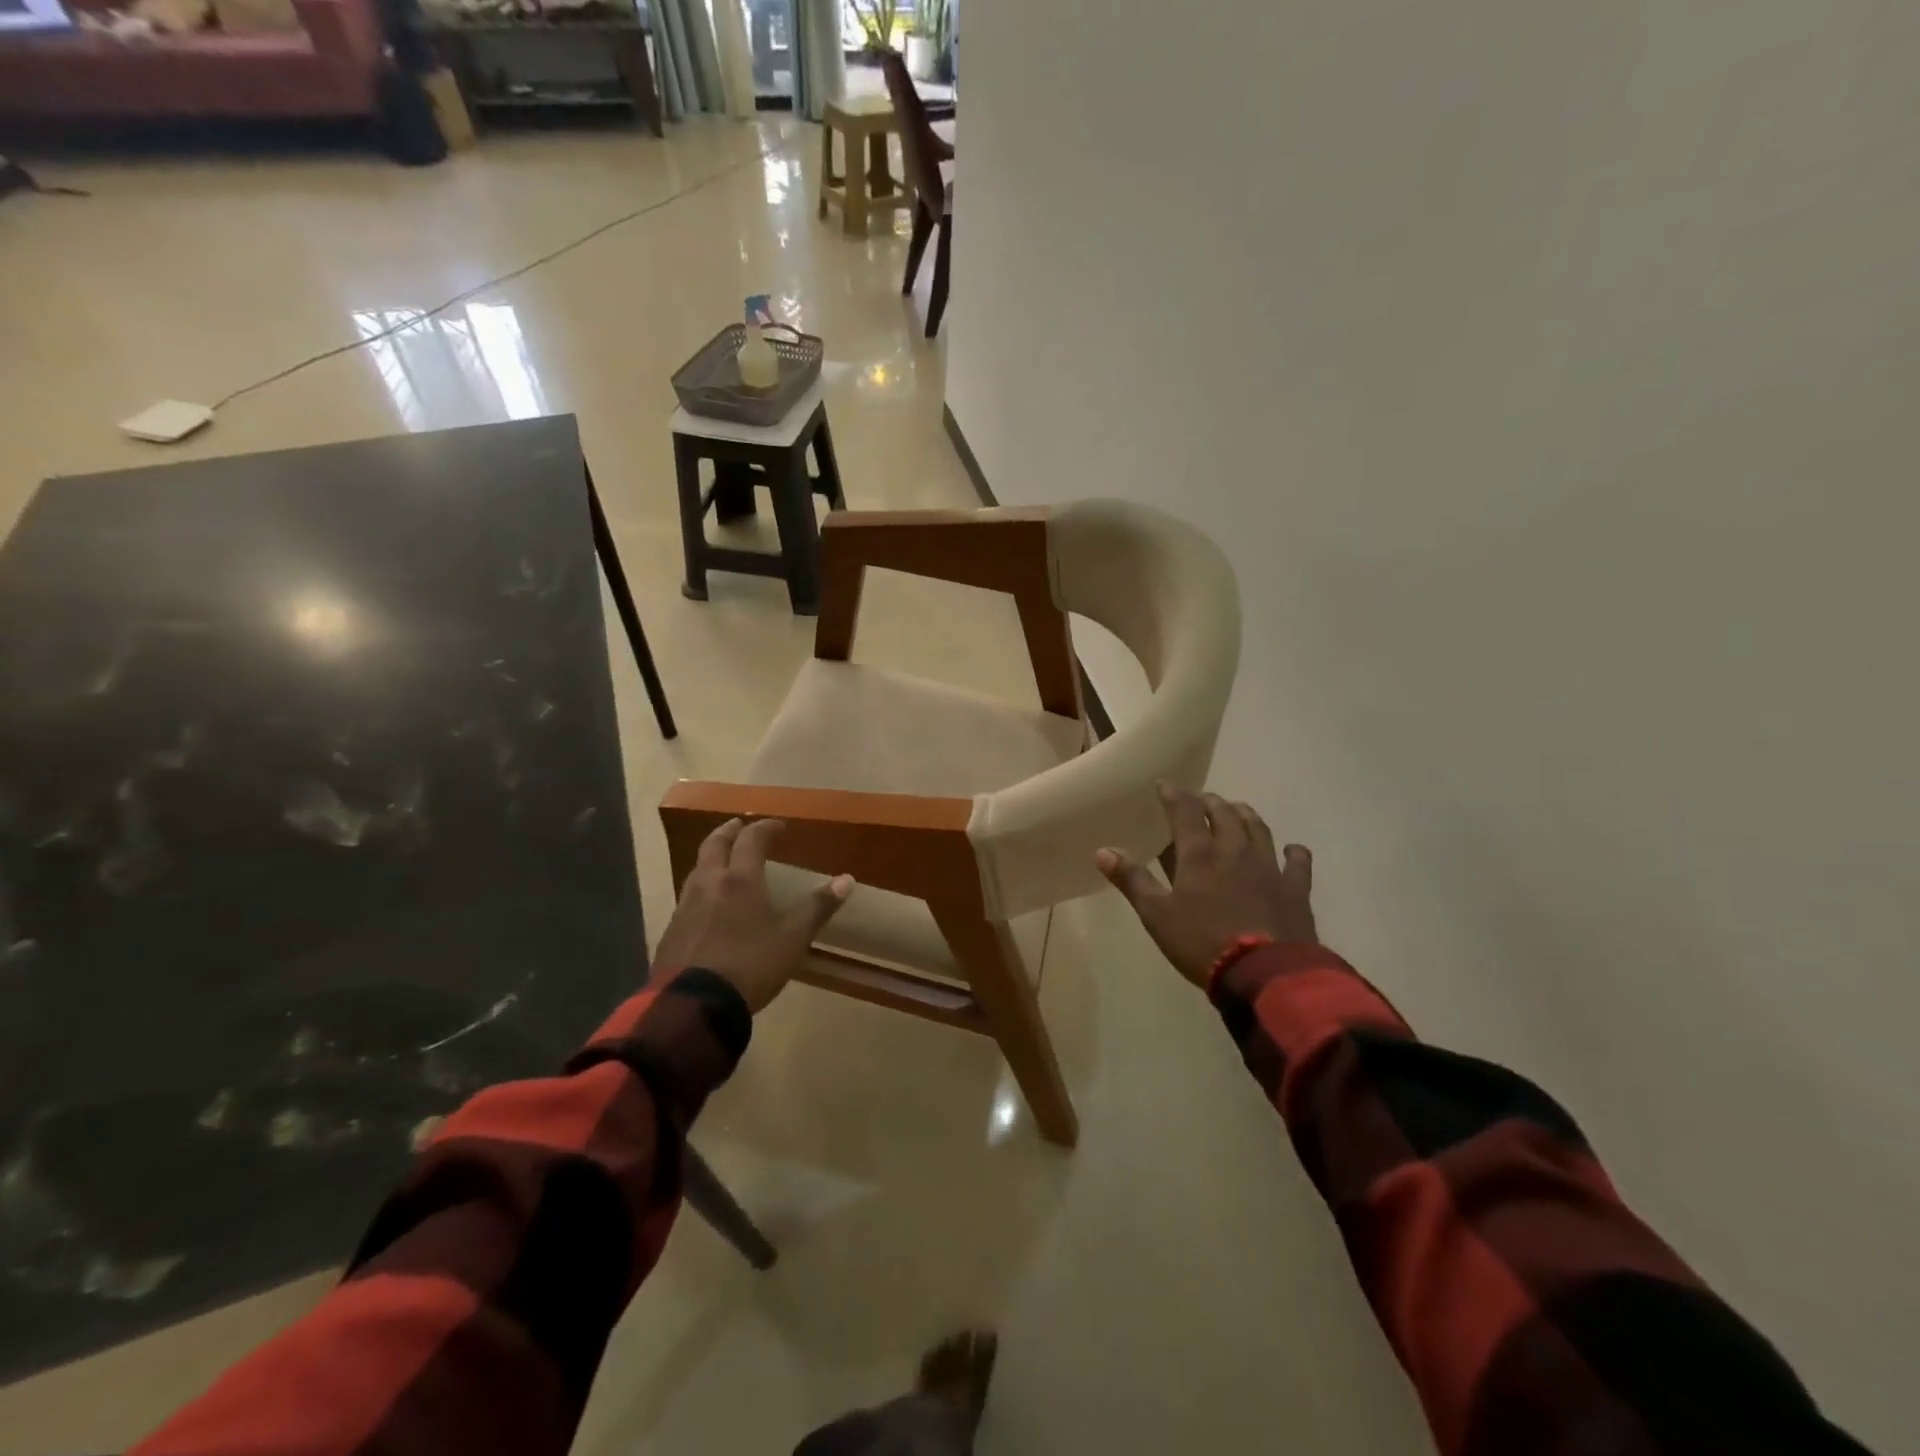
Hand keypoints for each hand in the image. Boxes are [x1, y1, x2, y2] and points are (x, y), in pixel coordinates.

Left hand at [655, 818, 854, 1013]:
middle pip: (714, 845)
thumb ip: (818, 907)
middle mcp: (709, 884)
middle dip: (729, 831)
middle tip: (740, 826)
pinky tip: (707, 903)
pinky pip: (687, 896)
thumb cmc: (750, 965)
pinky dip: (701, 886)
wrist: (693, 1006)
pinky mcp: (671, 931)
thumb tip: (847, 879)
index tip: (779, 826)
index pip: (752, 840)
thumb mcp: (793, 938)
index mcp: (740, 880)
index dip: (766, 828)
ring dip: (712, 858)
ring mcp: (685, 907)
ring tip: (724, 861)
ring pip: (697, 869)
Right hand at [1095, 784, 1315, 988]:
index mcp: (1199, 854)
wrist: (1266, 974)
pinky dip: (1293, 852)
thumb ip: (1132, 880)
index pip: (1185, 811)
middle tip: (1201, 800)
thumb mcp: (1157, 915)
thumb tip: (1103, 850)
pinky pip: (1297, 862)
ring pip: (1258, 828)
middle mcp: (1235, 850)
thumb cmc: (1202, 943)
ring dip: (1245, 815)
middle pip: (1224, 813)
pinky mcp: (1295, 889)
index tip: (1165, 784)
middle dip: (1210, 802)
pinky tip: (1291, 849)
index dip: (1174, 794)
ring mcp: (1269, 867)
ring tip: (1236, 811)